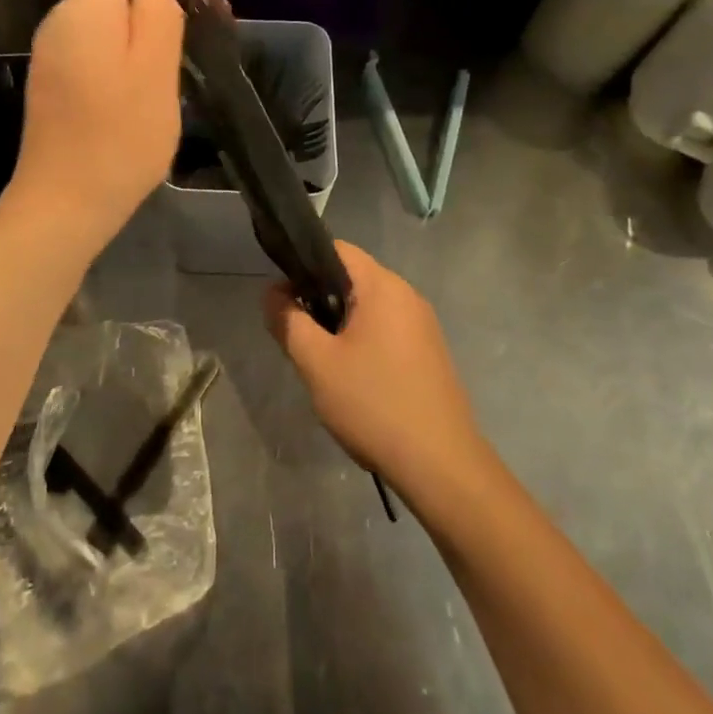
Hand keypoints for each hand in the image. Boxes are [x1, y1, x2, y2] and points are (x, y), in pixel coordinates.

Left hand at [6, 0, 207, 251]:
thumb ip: (159, 8)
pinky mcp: (54, 80)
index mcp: (86, 6)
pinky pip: (95, 43)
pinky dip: (126, 42)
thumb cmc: (121, 136)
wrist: (64, 203)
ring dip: (146, 17)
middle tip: (208, 13)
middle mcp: (60, 19)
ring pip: (106, 15)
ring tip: (188, 39)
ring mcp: (52, 52)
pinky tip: (151, 67)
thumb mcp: (155, 67)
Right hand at [264, 241, 487, 502]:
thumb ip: (288, 321)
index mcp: (383, 287)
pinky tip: (352, 378)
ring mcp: (423, 325)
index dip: (303, 264)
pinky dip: (362, 340)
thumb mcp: (316, 363)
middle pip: (353, 278)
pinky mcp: (429, 352)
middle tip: (297, 335)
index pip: (337, 249)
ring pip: (368, 307)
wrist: (440, 464)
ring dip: (339, 324)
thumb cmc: (373, 404)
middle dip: (319, 298)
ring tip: (321, 360)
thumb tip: (272, 293)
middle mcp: (408, 296)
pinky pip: (387, 330)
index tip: (283, 297)